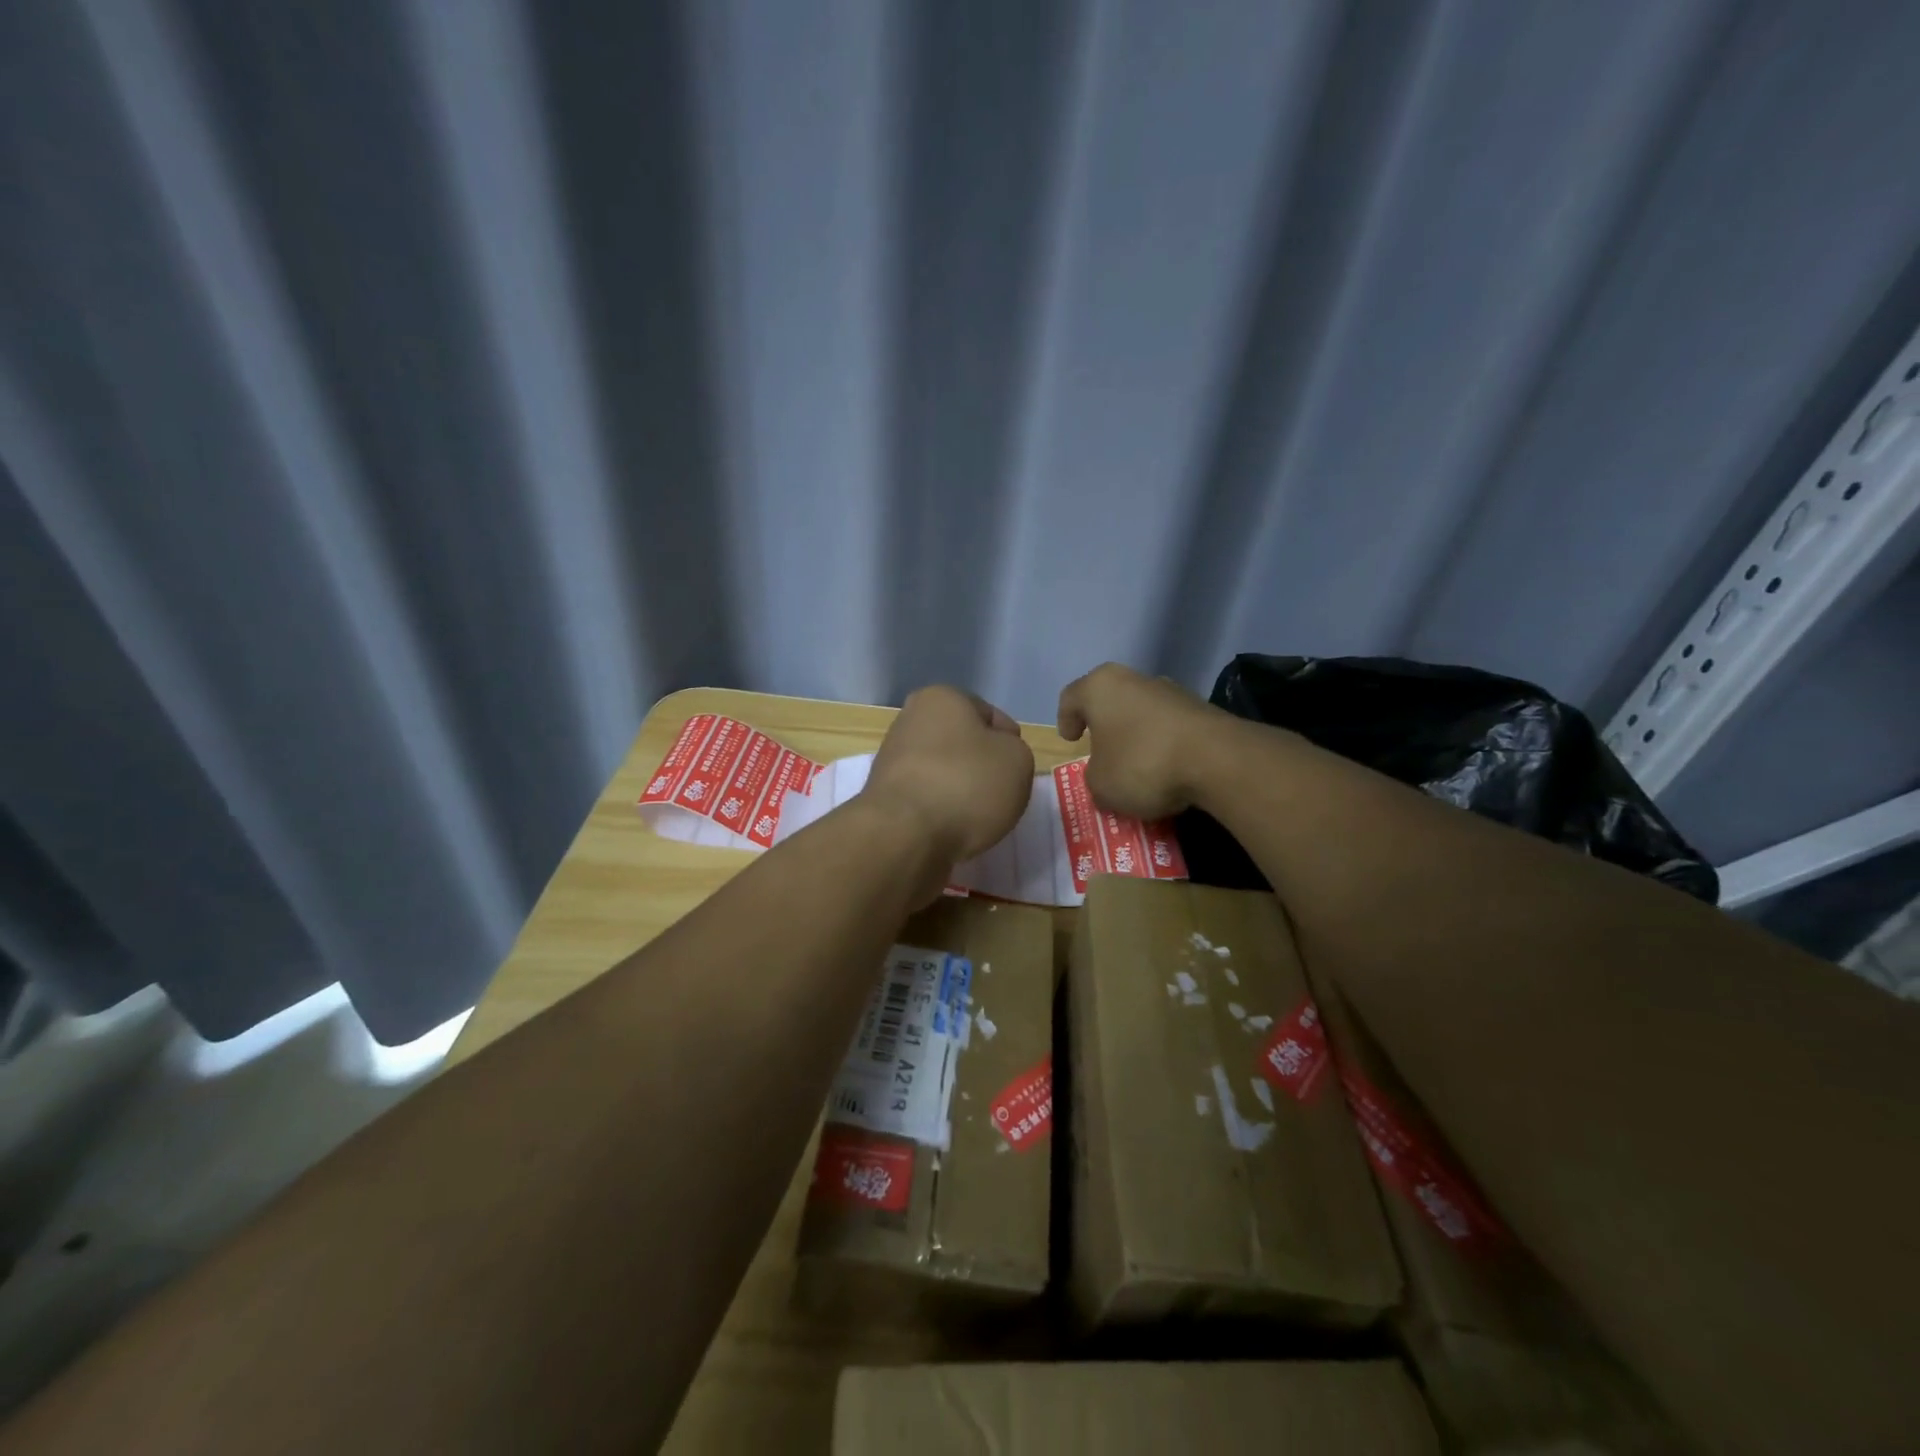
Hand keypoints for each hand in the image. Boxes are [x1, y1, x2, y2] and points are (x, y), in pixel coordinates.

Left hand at [864, 686, 1035, 866]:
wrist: (905, 835)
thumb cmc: (967, 784)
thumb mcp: (1018, 760)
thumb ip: (1014, 751)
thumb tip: (994, 760)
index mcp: (942, 698)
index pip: (991, 716)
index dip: (1010, 744)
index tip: (1016, 772)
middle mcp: (910, 720)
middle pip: (963, 744)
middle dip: (982, 767)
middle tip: (1000, 795)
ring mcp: (892, 758)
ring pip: (944, 772)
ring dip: (961, 790)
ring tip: (976, 818)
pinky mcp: (884, 795)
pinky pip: (927, 799)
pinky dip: (941, 811)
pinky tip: (951, 828)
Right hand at [1057, 663, 1223, 819]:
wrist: (1217, 759)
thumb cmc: (1142, 763)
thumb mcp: (1101, 785)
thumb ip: (1094, 778)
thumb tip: (1106, 775)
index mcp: (1100, 687)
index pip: (1071, 697)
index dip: (1065, 719)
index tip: (1071, 740)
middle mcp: (1134, 680)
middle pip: (1110, 701)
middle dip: (1104, 726)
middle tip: (1100, 751)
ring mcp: (1171, 691)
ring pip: (1142, 712)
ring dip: (1136, 735)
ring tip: (1136, 766)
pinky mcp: (1201, 709)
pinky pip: (1170, 727)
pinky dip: (1163, 744)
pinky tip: (1166, 770)